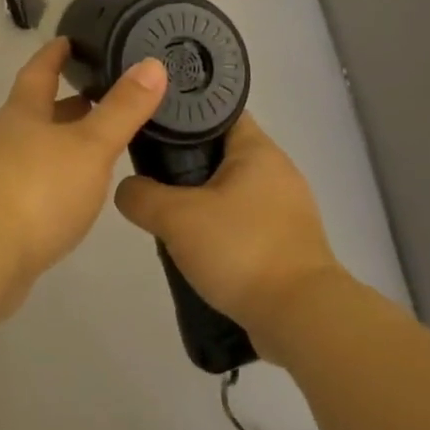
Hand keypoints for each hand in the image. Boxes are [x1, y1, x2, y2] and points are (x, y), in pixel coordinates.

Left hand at [0, 38, 168, 301]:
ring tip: (95, 143)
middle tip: (100, 96)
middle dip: (65, 102)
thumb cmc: (38, 190)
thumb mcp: (90, 146)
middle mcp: (3, 136)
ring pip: (33, 146)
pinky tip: (72, 190)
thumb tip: (152, 64)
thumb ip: (122, 109)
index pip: (39, 71)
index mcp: (21, 112)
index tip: (69, 40)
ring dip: (60, 140)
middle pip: (35, 110)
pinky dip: (53, 174)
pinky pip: (29, 179)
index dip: (55, 54)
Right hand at [114, 113, 344, 359]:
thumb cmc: (241, 250)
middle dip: (185, 159)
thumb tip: (127, 189)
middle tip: (149, 169)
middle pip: (221, 150)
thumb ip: (141, 195)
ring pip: (231, 189)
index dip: (183, 111)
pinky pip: (243, 221)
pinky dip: (219, 227)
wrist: (302, 319)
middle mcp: (277, 171)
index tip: (150, 120)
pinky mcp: (287, 243)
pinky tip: (196, 245)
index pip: (217, 110)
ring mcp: (286, 209)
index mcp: (258, 149)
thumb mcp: (176, 217)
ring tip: (166, 210)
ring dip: (201, 197)